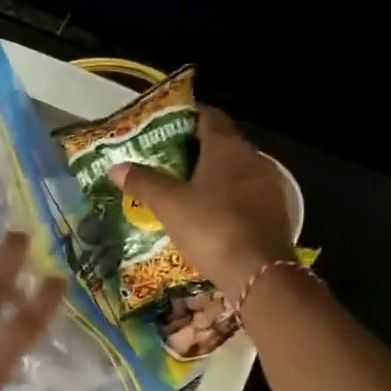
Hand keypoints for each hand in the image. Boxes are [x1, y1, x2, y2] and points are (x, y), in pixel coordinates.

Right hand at [111, 107, 296, 297]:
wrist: (258, 272)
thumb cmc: (211, 227)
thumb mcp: (169, 205)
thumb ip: (144, 182)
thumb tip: (116, 166)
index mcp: (227, 148)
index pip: (209, 117)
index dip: (187, 117)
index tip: (166, 125)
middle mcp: (253, 160)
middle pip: (222, 145)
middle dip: (196, 150)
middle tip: (166, 161)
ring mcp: (268, 187)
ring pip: (235, 172)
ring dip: (212, 177)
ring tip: (183, 190)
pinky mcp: (274, 213)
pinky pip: (245, 196)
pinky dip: (225, 199)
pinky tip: (208, 215)